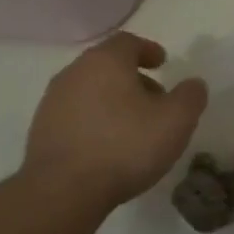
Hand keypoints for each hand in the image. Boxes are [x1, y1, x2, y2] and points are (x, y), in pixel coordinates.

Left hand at [20, 33, 207, 207]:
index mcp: (106, 61)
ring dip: (112, 100)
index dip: (148, 50)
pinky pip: (75, 114)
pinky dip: (94, 120)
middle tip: (154, 99)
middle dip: (133, 78)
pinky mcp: (41, 130)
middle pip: (107, 65)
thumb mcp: (176, 121)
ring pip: (90, 90)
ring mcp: (52, 102)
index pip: (128, 42)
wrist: (62, 191)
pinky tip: (108, 145)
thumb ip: (190, 96)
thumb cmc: (125, 146)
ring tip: (133, 126)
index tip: (162, 64)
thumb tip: (193, 84)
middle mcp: (74, 73)